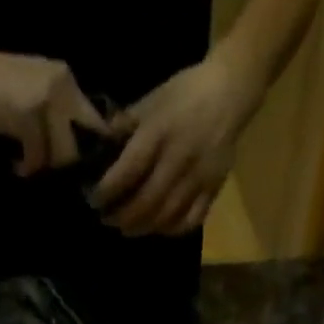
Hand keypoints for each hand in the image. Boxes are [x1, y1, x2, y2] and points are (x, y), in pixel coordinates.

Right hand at [0, 42, 106, 175]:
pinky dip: (27, 166)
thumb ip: (57, 120)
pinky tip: (16, 164)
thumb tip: (80, 159)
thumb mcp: (32, 99)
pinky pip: (38, 156)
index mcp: (66, 80)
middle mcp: (61, 84)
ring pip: (63, 154)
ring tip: (27, 165)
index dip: (91, 155)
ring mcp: (45, 96)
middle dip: (67, 167)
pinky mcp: (26, 112)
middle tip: (47, 173)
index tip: (77, 174)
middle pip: (82, 145)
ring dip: (45, 167)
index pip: (95, 125)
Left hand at [91, 54, 260, 236]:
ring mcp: (198, 177)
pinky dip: (171, 229)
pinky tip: (158, 227)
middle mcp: (178, 159)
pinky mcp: (213, 189)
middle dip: (123, 216)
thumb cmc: (184, 94)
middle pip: (147, 201)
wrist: (229, 93)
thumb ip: (126, 125)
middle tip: (107, 219)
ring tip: (127, 228)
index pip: (129, 170)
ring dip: (143, 227)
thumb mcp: (151, 100)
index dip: (109, 190)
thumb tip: (101, 148)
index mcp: (160, 132)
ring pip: (167, 216)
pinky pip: (190, 220)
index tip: (94, 200)